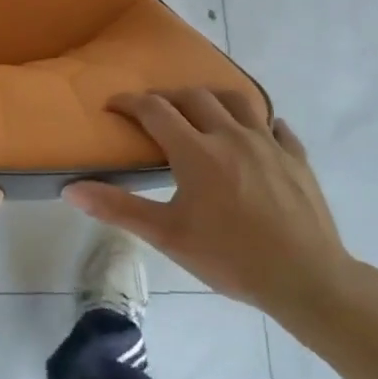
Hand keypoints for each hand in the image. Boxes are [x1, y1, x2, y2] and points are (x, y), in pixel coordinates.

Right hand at [63, 89, 351, 317]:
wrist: (307, 280)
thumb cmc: (230, 258)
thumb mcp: (167, 236)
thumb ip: (118, 208)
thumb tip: (70, 189)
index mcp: (196, 151)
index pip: (154, 110)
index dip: (129, 102)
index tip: (112, 105)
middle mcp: (231, 135)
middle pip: (194, 97)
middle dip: (167, 97)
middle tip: (152, 112)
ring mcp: (269, 144)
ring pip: (238, 101)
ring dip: (212, 99)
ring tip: (201, 111)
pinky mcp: (297, 159)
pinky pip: (277, 127)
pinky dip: (259, 124)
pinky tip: (255, 136)